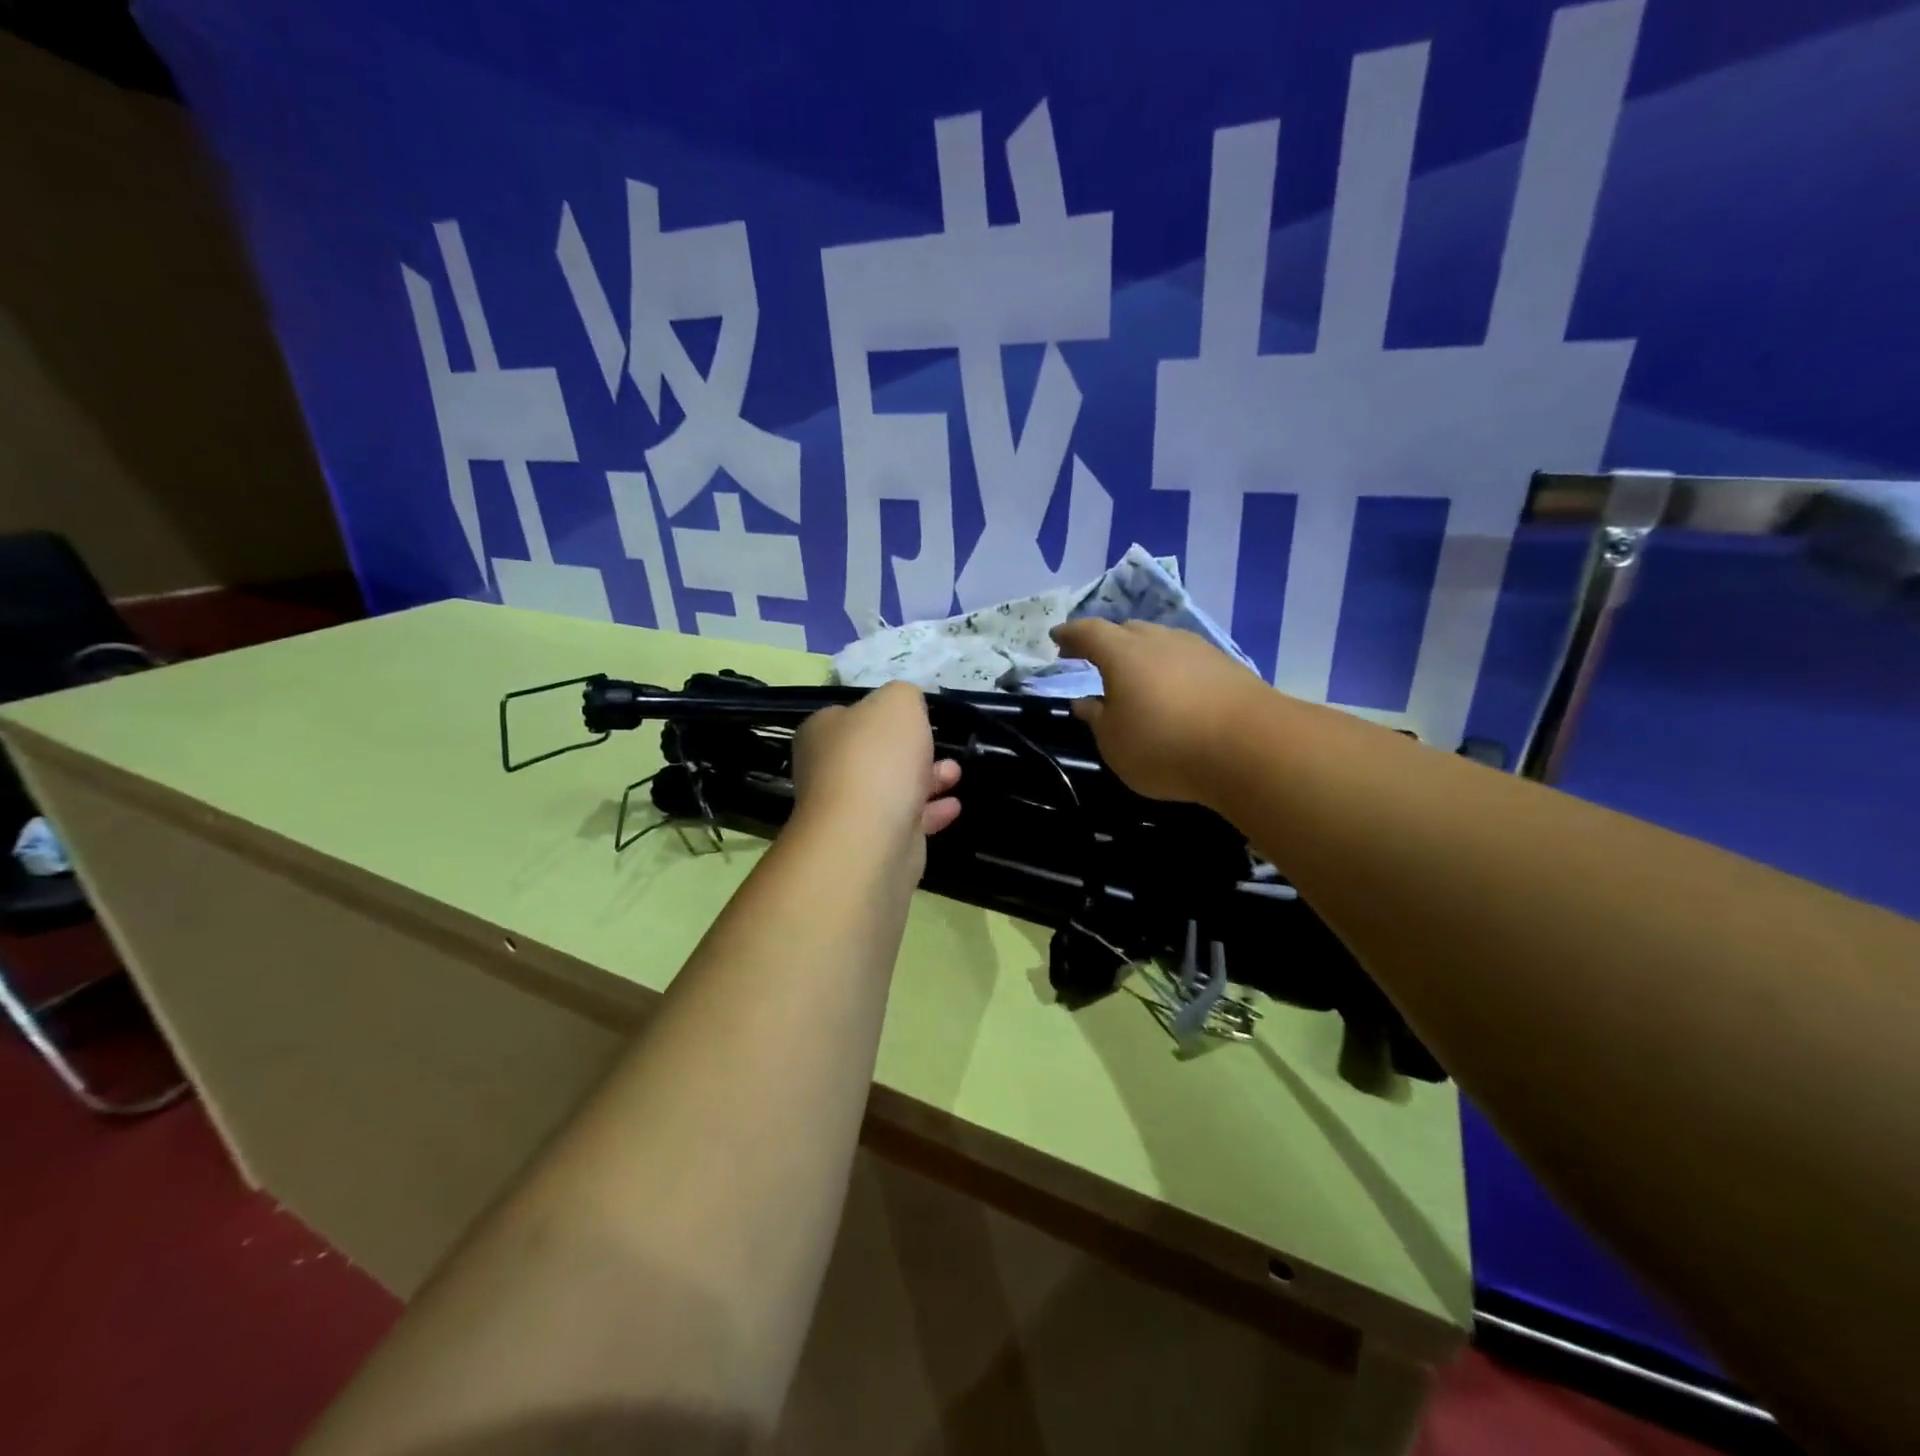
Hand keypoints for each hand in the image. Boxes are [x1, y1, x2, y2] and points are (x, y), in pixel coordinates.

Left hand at [791, 683, 961, 860]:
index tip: (916, 717)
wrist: (868, 836)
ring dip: (928, 779)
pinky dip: (930, 811)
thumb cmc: (878, 758)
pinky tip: (953, 806)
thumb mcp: (898, 703)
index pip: (853, 714)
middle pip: (876, 753)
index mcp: (822, 732)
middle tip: (939, 746)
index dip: (885, 714)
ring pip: (893, 787)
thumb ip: (904, 695)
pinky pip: (905, 819)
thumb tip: (906, 707)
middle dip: (913, 749)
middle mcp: (829, 769)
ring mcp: (849, 808)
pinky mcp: (872, 841)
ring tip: (954, 774)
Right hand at [1049, 619, 1264, 803]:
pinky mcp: (1227, 666)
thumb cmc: (1165, 745)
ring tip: (1138, 678)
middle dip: (1108, 642)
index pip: (1088, 632)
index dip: (1070, 634)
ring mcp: (1197, 649)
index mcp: (1123, 653)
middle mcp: (1159, 640)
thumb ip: (1097, 719)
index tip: (1057, 638)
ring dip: (1143, 655)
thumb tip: (1086, 703)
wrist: (1251, 747)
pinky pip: (1187, 659)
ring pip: (1161, 642)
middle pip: (1127, 630)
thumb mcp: (1114, 743)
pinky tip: (1175, 692)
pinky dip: (1172, 670)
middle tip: (1096, 659)